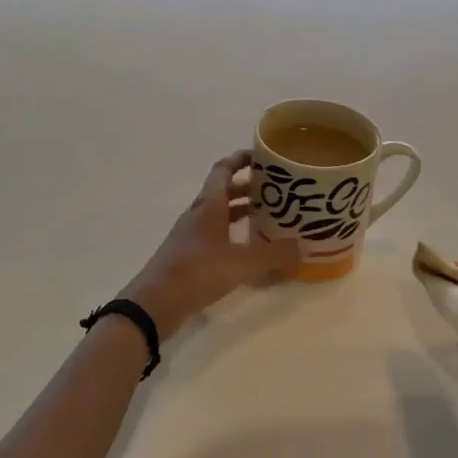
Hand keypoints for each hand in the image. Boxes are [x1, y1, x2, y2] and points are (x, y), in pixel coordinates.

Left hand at [120, 151, 301, 341]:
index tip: (264, 156)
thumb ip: (274, 254)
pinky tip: (251, 250)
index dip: (242, 159)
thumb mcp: (242, 263)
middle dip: (250, 188)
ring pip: (221, 215)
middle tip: (279, 191)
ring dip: (243, 212)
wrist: (155, 302)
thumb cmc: (197, 271)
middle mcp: (199, 214)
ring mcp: (192, 236)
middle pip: (225, 192)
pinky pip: (217, 237)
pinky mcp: (190, 257)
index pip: (224, 169)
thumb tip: (301, 247)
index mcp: (208, 204)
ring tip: (272, 219)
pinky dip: (235, 236)